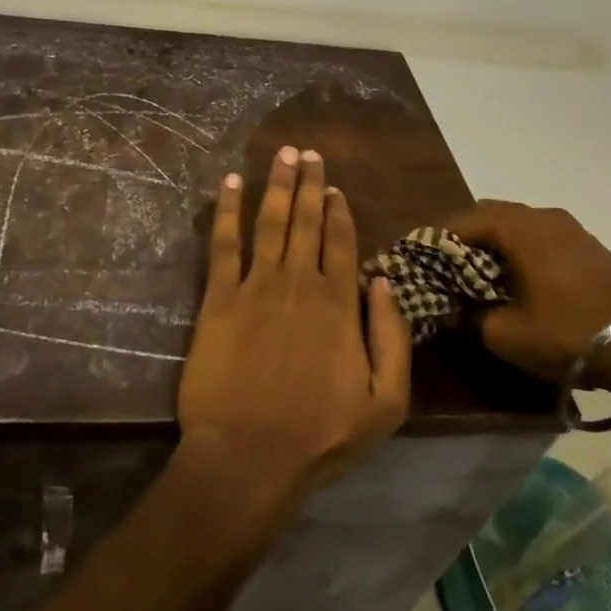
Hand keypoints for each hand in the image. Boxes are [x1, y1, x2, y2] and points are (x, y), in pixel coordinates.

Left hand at [177, 146, 411, 511]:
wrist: (248, 458)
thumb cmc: (319, 436)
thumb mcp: (385, 403)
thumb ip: (391, 337)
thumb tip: (382, 280)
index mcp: (339, 305)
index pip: (342, 243)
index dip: (338, 211)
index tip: (334, 187)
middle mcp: (299, 283)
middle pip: (306, 222)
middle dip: (308, 184)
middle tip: (306, 152)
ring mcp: (256, 287)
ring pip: (270, 222)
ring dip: (277, 185)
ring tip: (281, 154)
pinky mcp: (219, 299)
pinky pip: (224, 244)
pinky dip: (229, 211)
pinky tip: (232, 184)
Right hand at [444, 201, 610, 388]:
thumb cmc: (565, 334)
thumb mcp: (505, 334)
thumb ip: (471, 316)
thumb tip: (454, 309)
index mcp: (517, 228)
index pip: (462, 220)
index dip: (436, 239)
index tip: (419, 258)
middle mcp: (543, 217)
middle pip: (491, 214)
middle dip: (466, 235)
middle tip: (448, 264)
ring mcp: (572, 229)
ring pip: (520, 224)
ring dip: (497, 242)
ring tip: (483, 271)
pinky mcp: (592, 247)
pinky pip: (544, 237)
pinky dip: (524, 249)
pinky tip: (522, 277)